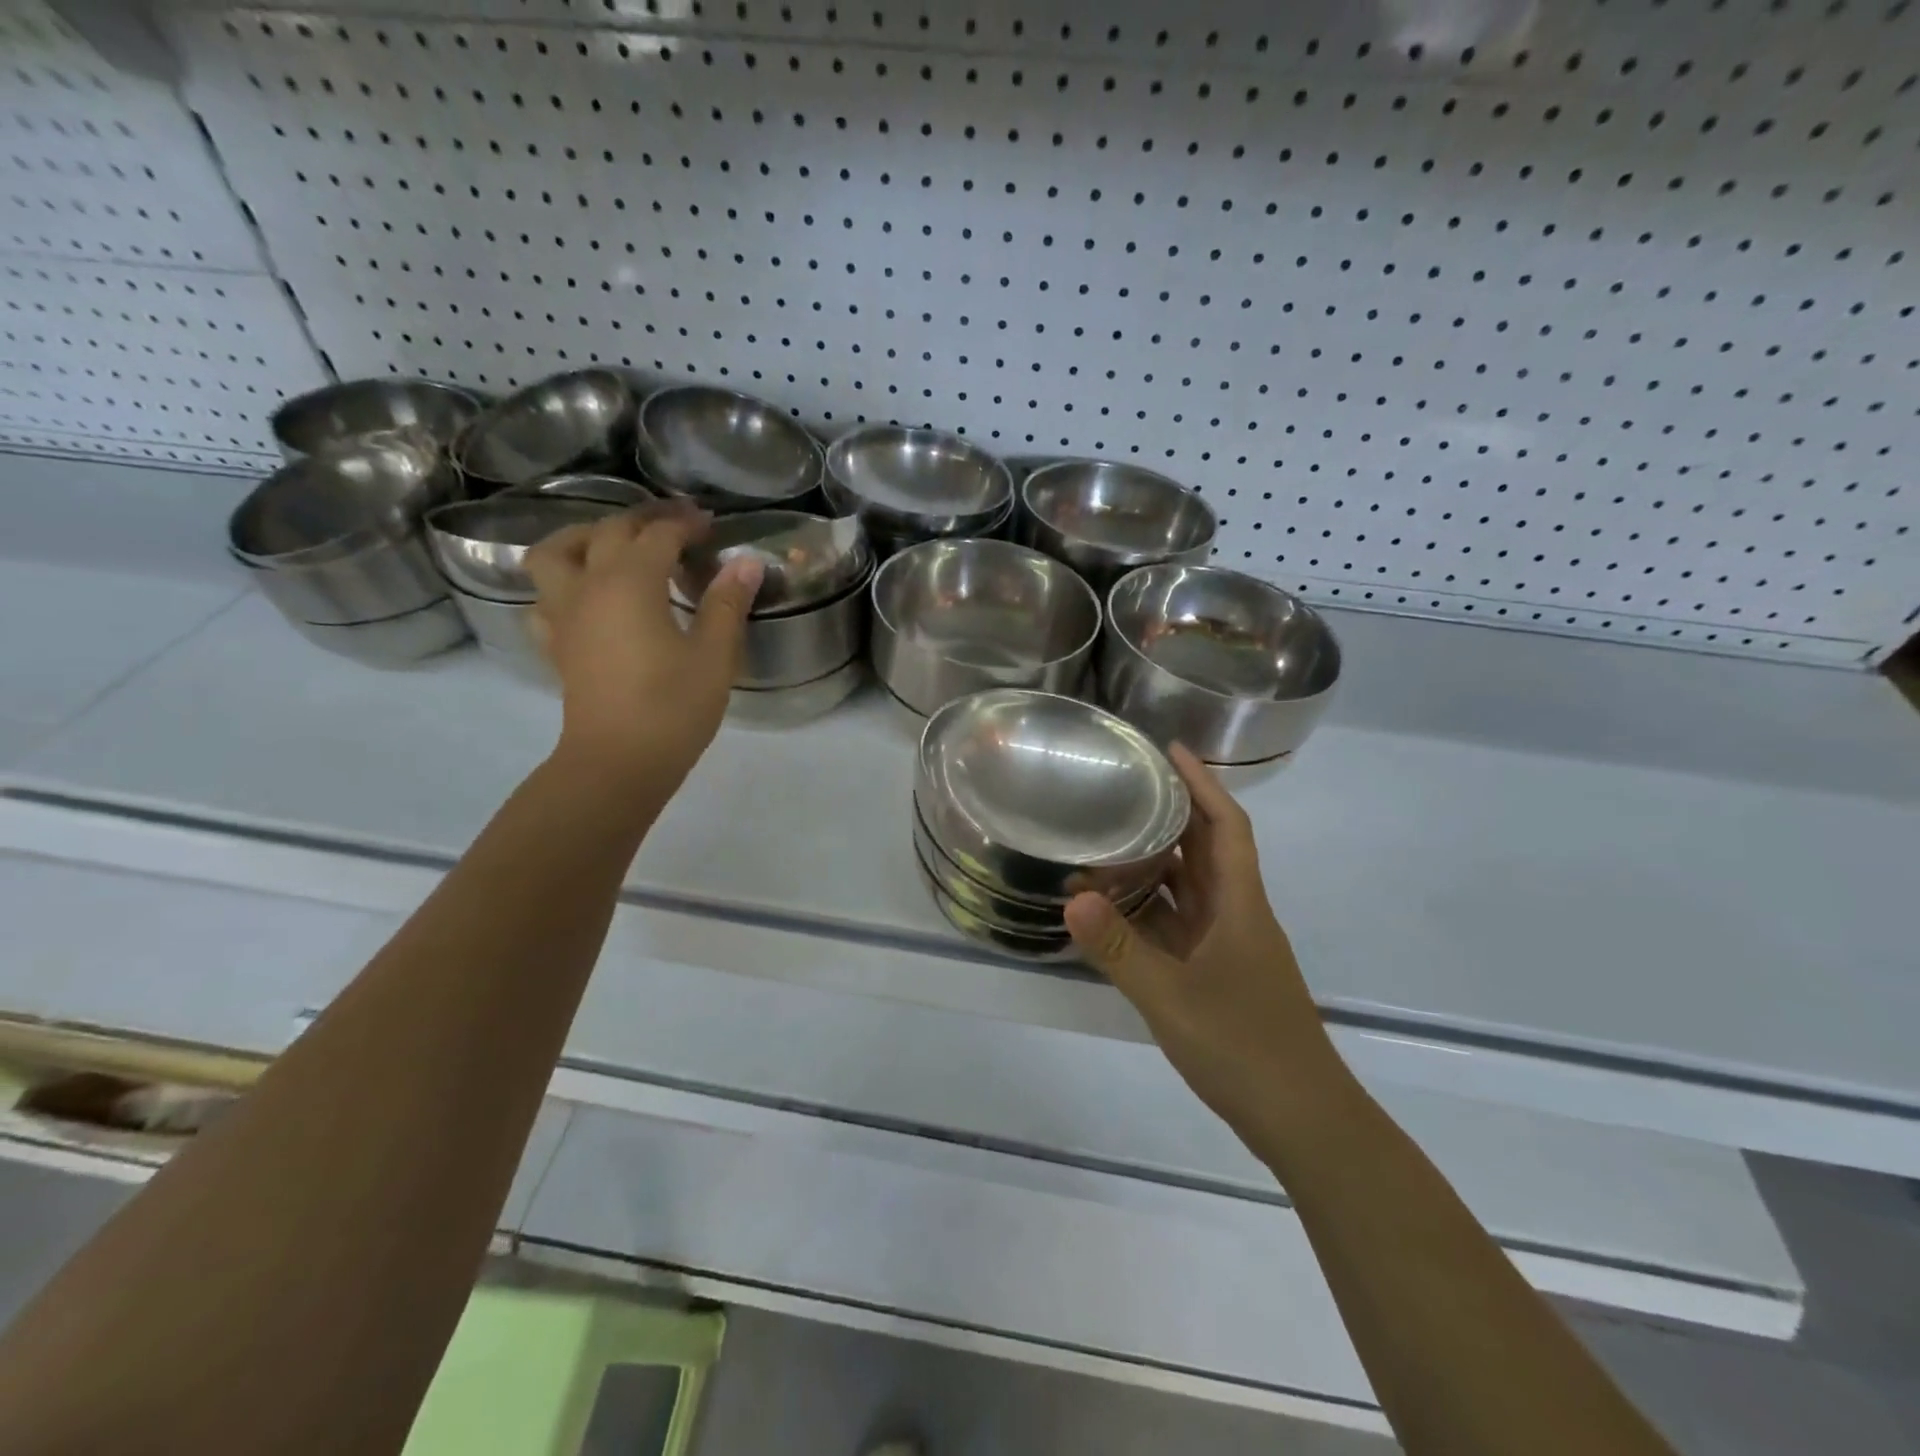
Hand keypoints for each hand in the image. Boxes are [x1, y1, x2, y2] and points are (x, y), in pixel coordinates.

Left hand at [524, 504, 763, 791]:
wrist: (618, 762)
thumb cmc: (672, 707)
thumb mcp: (714, 656)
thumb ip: (727, 604)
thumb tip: (746, 562)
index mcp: (630, 583)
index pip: (658, 534)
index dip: (686, 524)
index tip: (711, 525)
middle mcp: (589, 586)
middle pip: (608, 532)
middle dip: (644, 521)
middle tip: (676, 527)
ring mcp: (564, 615)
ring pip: (556, 553)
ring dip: (585, 537)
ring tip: (614, 546)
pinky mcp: (557, 644)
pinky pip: (546, 597)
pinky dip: (563, 583)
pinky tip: (587, 597)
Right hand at [1064, 746, 1346, 1142]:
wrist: (1302, 1119)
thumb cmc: (1245, 1048)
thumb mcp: (1172, 997)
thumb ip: (1119, 949)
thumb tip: (1070, 897)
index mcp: (1239, 905)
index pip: (1226, 826)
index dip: (1202, 783)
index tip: (1170, 750)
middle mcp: (1235, 915)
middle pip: (1206, 849)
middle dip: (1171, 813)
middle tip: (1122, 788)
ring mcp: (1227, 946)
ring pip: (1189, 888)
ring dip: (1155, 863)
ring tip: (1106, 839)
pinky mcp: (1216, 973)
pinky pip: (1178, 924)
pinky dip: (1148, 909)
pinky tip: (1112, 910)